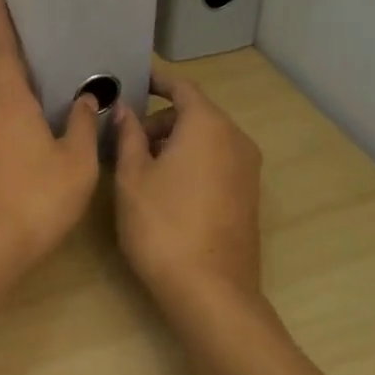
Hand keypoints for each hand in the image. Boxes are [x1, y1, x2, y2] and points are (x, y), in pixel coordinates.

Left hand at [0, 0, 102, 286]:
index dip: (1, 23)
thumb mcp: (76, 165)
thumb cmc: (34, 200)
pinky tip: (29, 171)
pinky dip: (9, 146)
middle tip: (59, 91)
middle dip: (28, 87)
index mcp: (7, 102)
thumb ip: (84, 128)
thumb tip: (86, 101)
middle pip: (5, 88)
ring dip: (21, 122)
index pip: (3, 51)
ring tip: (53, 138)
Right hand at [113, 62, 263, 318]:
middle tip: (126, 143)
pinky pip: (217, 161)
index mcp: (207, 125)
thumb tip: (125, 110)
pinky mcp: (249, 195)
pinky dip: (192, 161)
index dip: (156, 81)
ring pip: (206, 139)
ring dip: (175, 143)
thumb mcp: (132, 177)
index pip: (181, 87)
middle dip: (159, 121)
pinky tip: (167, 190)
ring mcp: (247, 169)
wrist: (211, 293)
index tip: (132, 81)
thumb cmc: (163, 225)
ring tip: (141, 169)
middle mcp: (235, 139)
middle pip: (194, 114)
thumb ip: (128, 135)